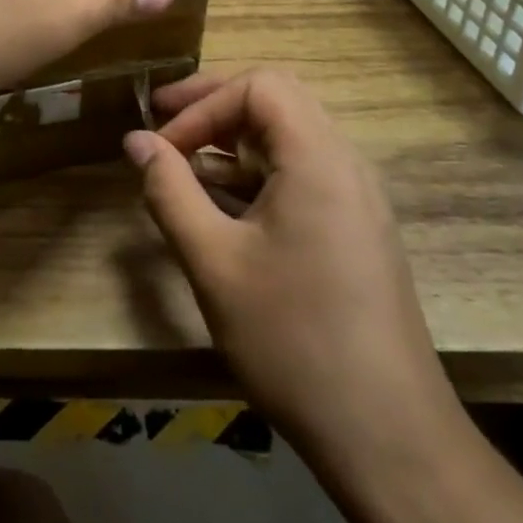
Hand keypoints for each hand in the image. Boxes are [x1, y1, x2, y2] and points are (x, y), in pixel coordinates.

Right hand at [125, 69, 467, 478]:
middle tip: (163, 124)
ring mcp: (357, 198)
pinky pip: (301, 174)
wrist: (387, 435)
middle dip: (214, 107)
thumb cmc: (293, 340)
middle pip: (278, 101)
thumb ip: (169, 190)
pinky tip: (221, 206)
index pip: (259, 86)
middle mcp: (346, 164)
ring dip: (233, 141)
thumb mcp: (214, 262)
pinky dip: (256, 173)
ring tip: (183, 165)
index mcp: (319, 159)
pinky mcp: (356, 229)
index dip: (202, 104)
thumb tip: (135, 140)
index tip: (163, 146)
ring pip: (290, 138)